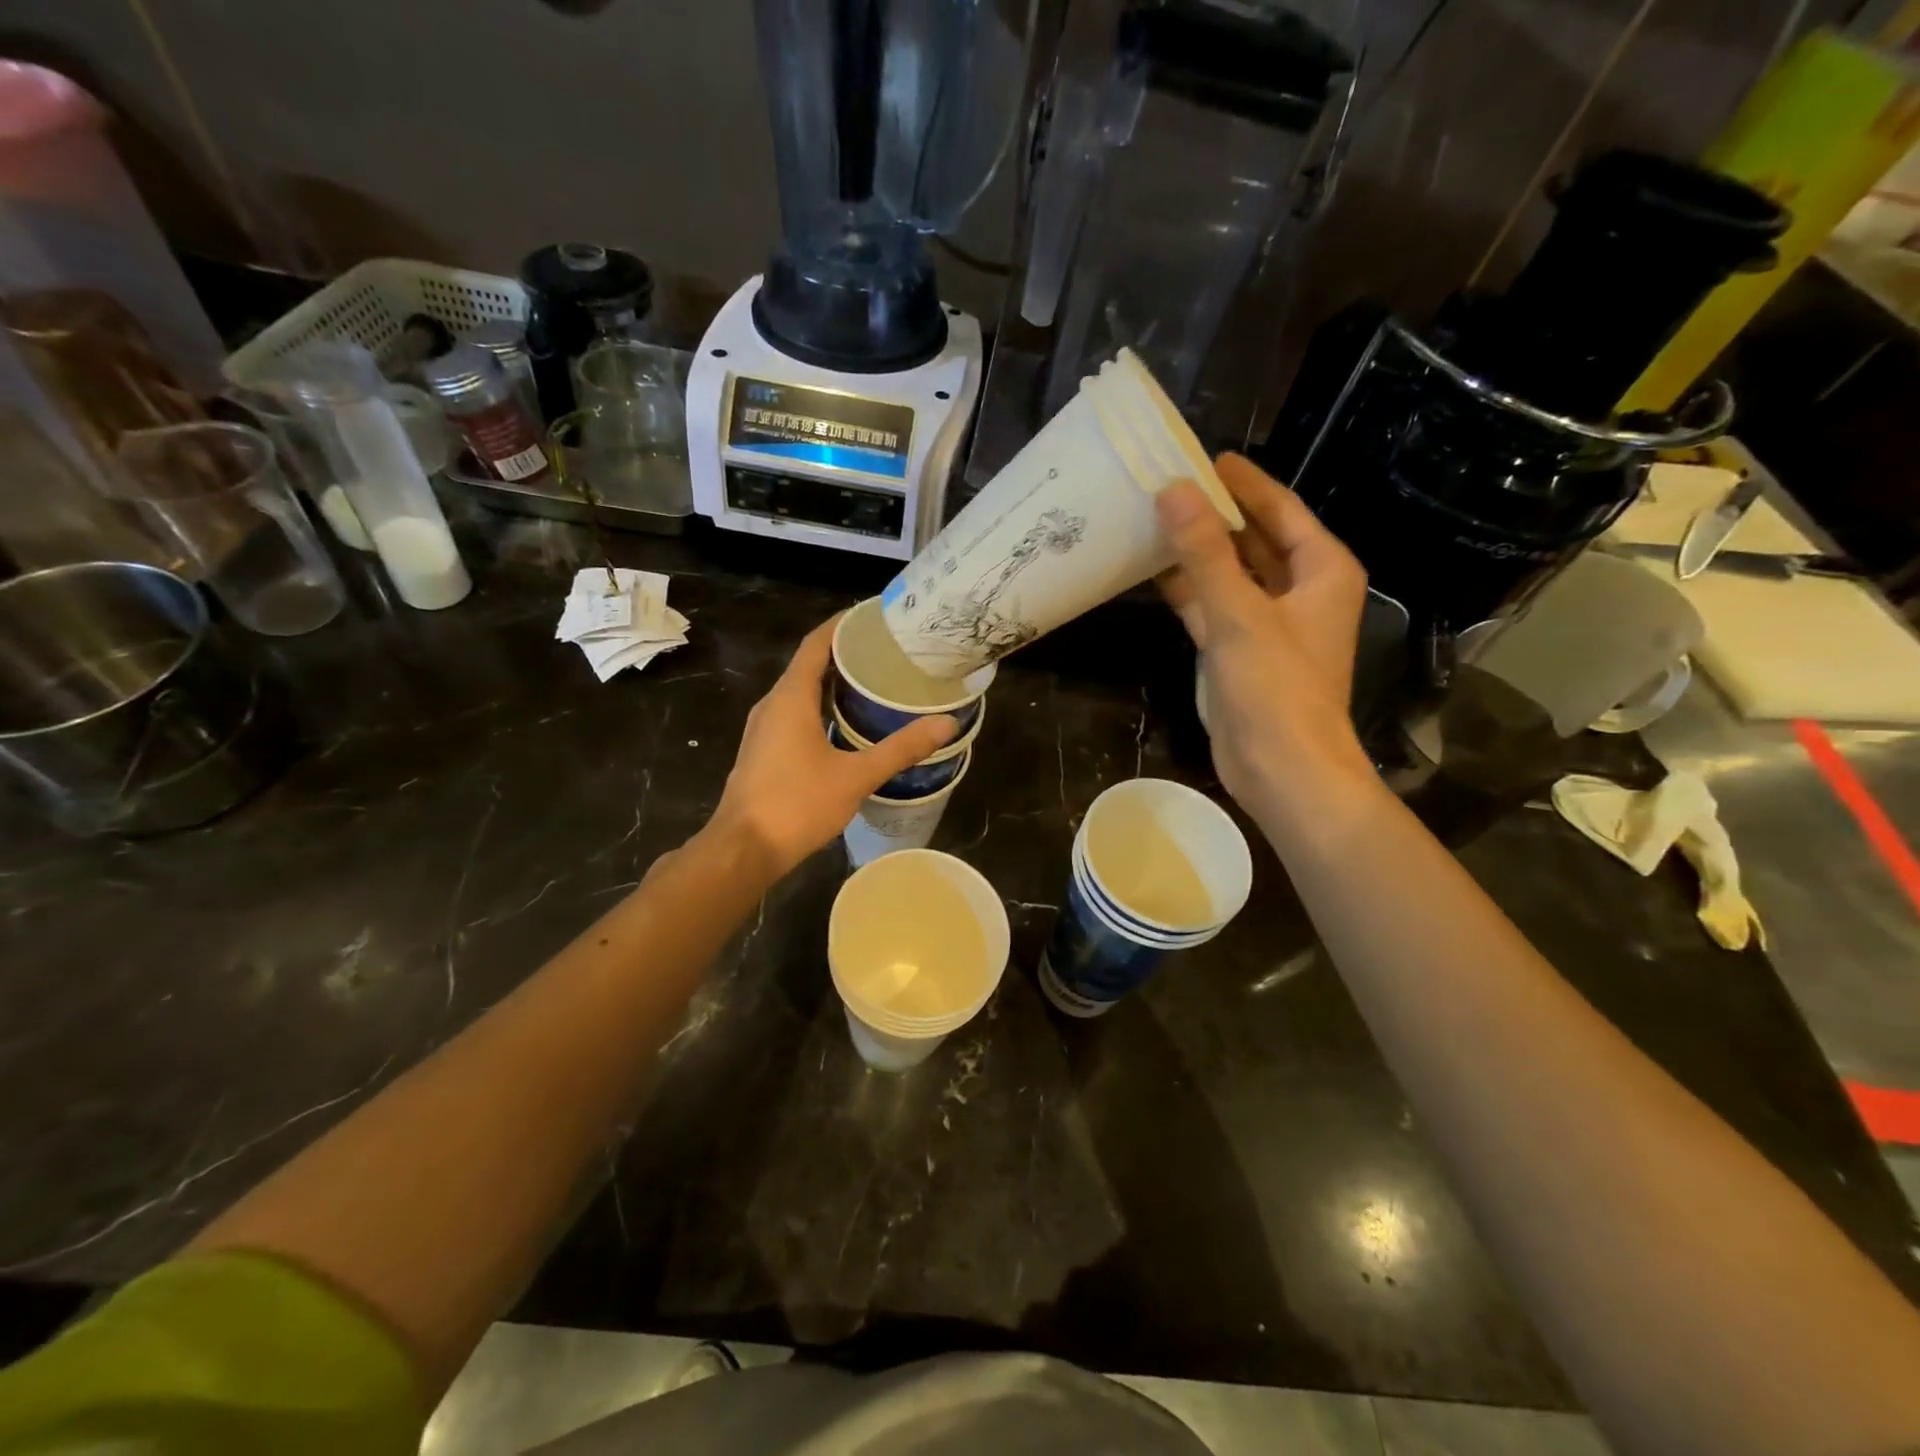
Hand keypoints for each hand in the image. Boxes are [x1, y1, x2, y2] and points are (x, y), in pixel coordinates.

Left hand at [710, 615, 957, 877]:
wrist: (742, 850)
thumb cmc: (797, 805)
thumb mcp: (856, 776)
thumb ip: (901, 748)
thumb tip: (946, 723)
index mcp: (790, 697)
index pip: (816, 643)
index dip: (843, 624)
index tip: (874, 616)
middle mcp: (772, 705)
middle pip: (809, 664)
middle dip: (844, 653)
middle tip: (886, 651)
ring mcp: (764, 729)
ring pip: (800, 692)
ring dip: (832, 682)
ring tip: (872, 682)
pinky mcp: (763, 751)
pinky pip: (794, 714)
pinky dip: (820, 706)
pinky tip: (846, 723)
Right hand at [1156, 453, 1371, 821]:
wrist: (1283, 769)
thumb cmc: (1277, 688)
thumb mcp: (1240, 613)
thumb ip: (1205, 552)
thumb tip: (1173, 491)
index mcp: (1321, 570)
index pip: (1280, 510)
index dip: (1243, 483)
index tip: (1203, 457)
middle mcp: (1299, 590)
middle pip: (1253, 538)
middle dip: (1213, 515)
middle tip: (1166, 484)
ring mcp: (1267, 622)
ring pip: (1229, 573)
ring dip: (1195, 552)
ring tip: (1150, 520)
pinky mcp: (1238, 651)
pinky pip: (1211, 606)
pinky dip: (1186, 590)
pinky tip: (1151, 572)